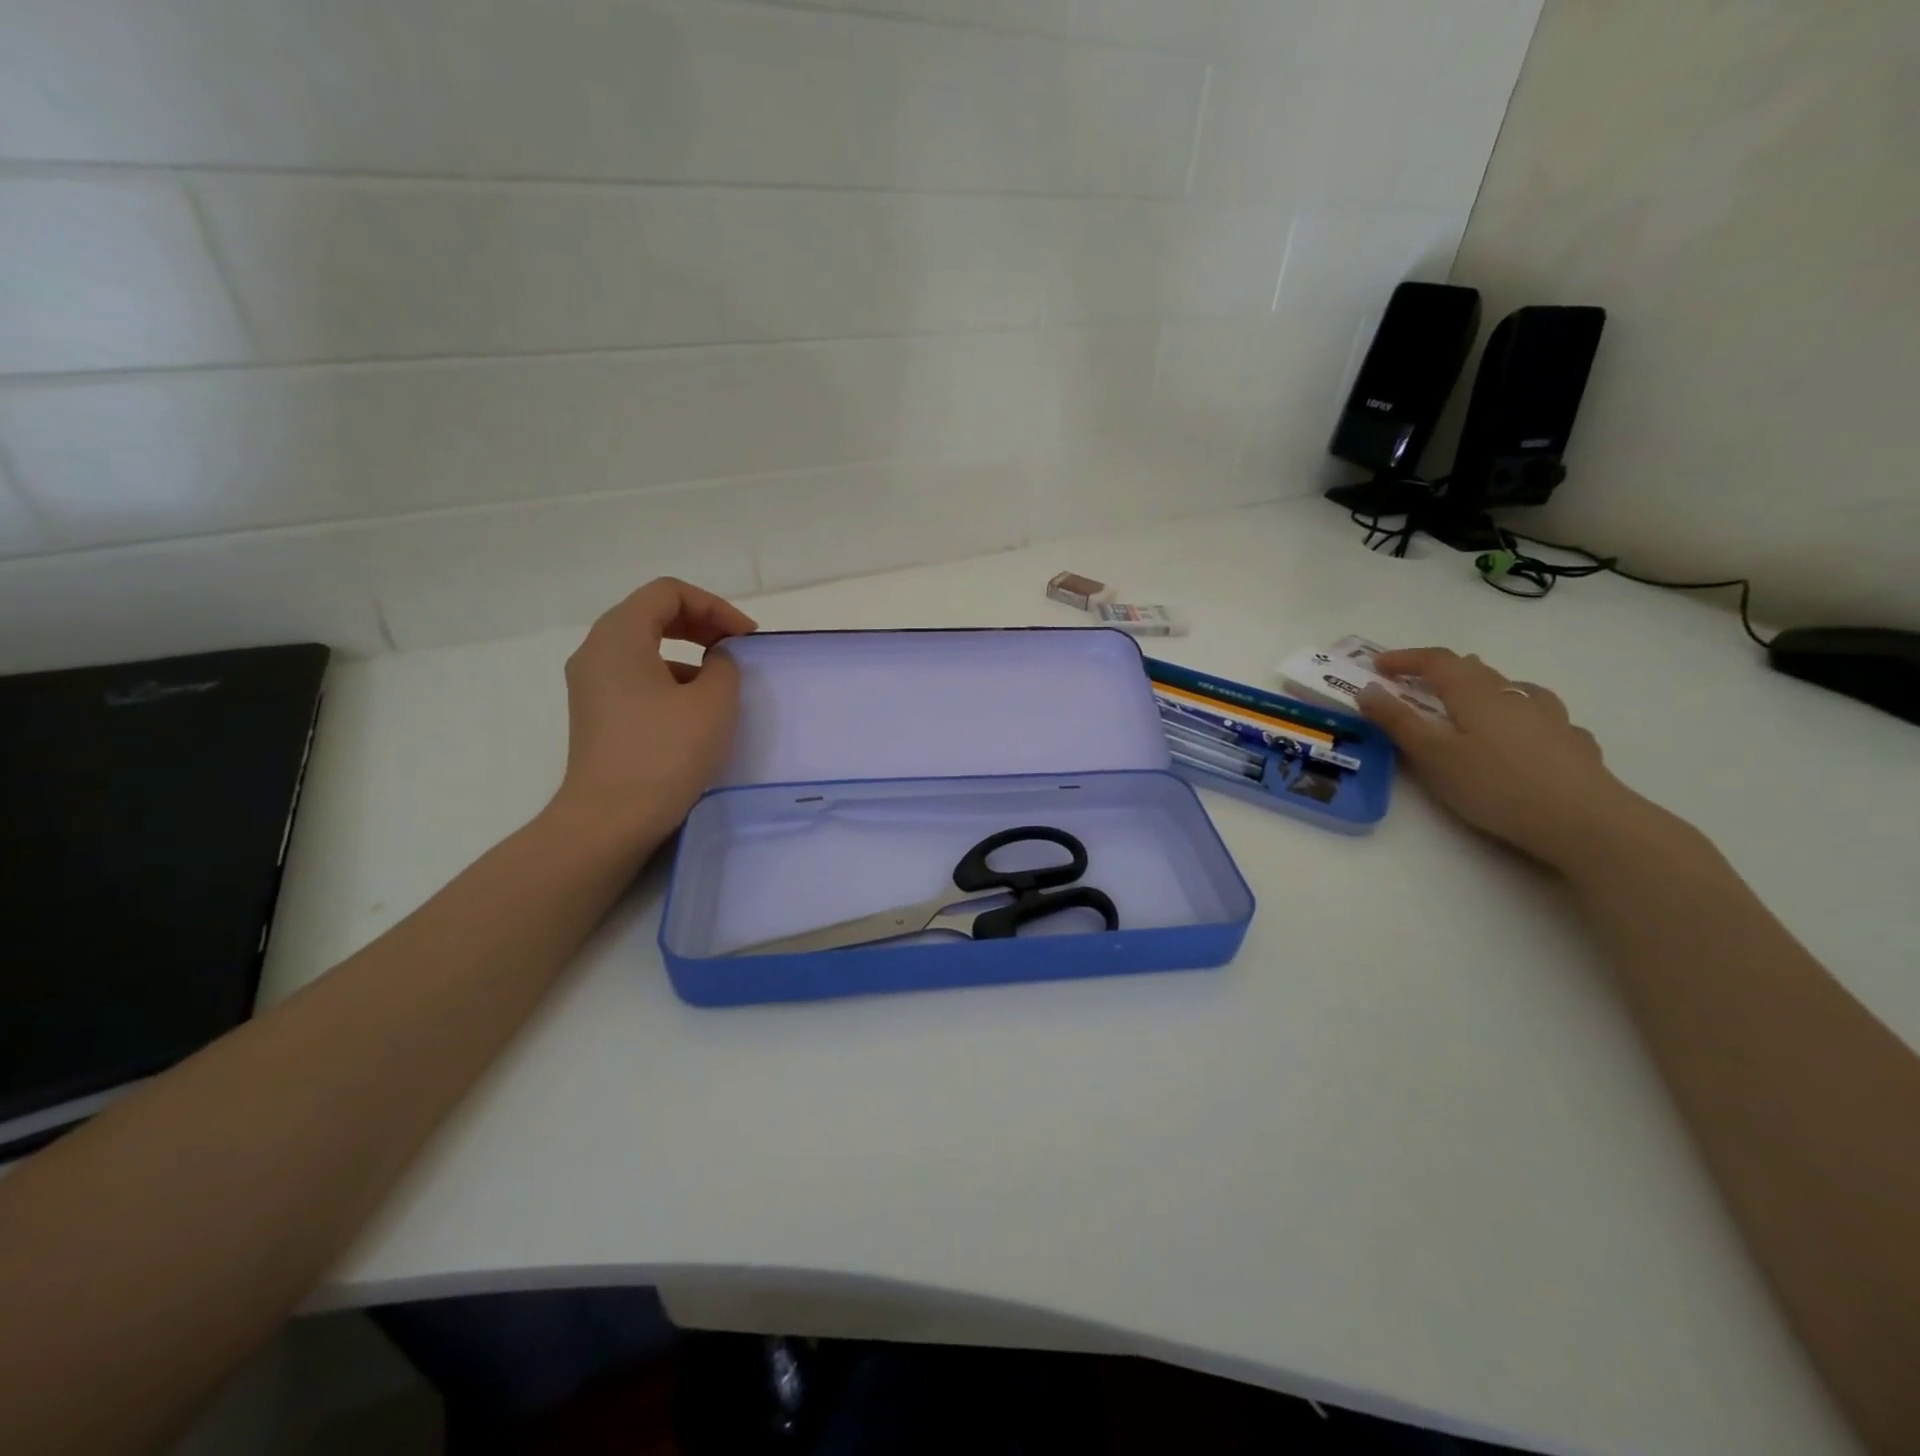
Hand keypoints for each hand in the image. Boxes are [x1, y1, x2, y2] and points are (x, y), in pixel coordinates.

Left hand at [548, 578, 757, 843]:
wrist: (610, 820)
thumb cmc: (664, 753)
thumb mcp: (712, 703)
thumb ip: (724, 666)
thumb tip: (716, 661)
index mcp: (619, 635)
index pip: (669, 593)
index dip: (714, 606)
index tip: (745, 638)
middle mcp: (596, 650)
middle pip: (652, 613)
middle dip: (701, 623)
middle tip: (736, 648)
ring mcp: (591, 683)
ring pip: (644, 645)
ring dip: (687, 651)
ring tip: (720, 680)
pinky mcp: (596, 712)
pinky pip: (636, 675)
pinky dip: (670, 676)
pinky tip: (695, 708)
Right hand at [1357, 647, 1648, 869]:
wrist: (1584, 821)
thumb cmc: (1495, 785)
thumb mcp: (1432, 755)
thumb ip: (1398, 721)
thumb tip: (1368, 688)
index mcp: (1475, 694)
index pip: (1437, 662)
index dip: (1405, 659)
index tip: (1376, 666)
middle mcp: (1513, 696)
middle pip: (1475, 670)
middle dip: (1441, 671)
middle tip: (1416, 684)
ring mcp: (1550, 719)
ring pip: (1514, 689)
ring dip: (1486, 687)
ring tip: (1474, 700)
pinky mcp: (1574, 745)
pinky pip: (1544, 718)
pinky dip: (1523, 717)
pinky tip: (1526, 735)